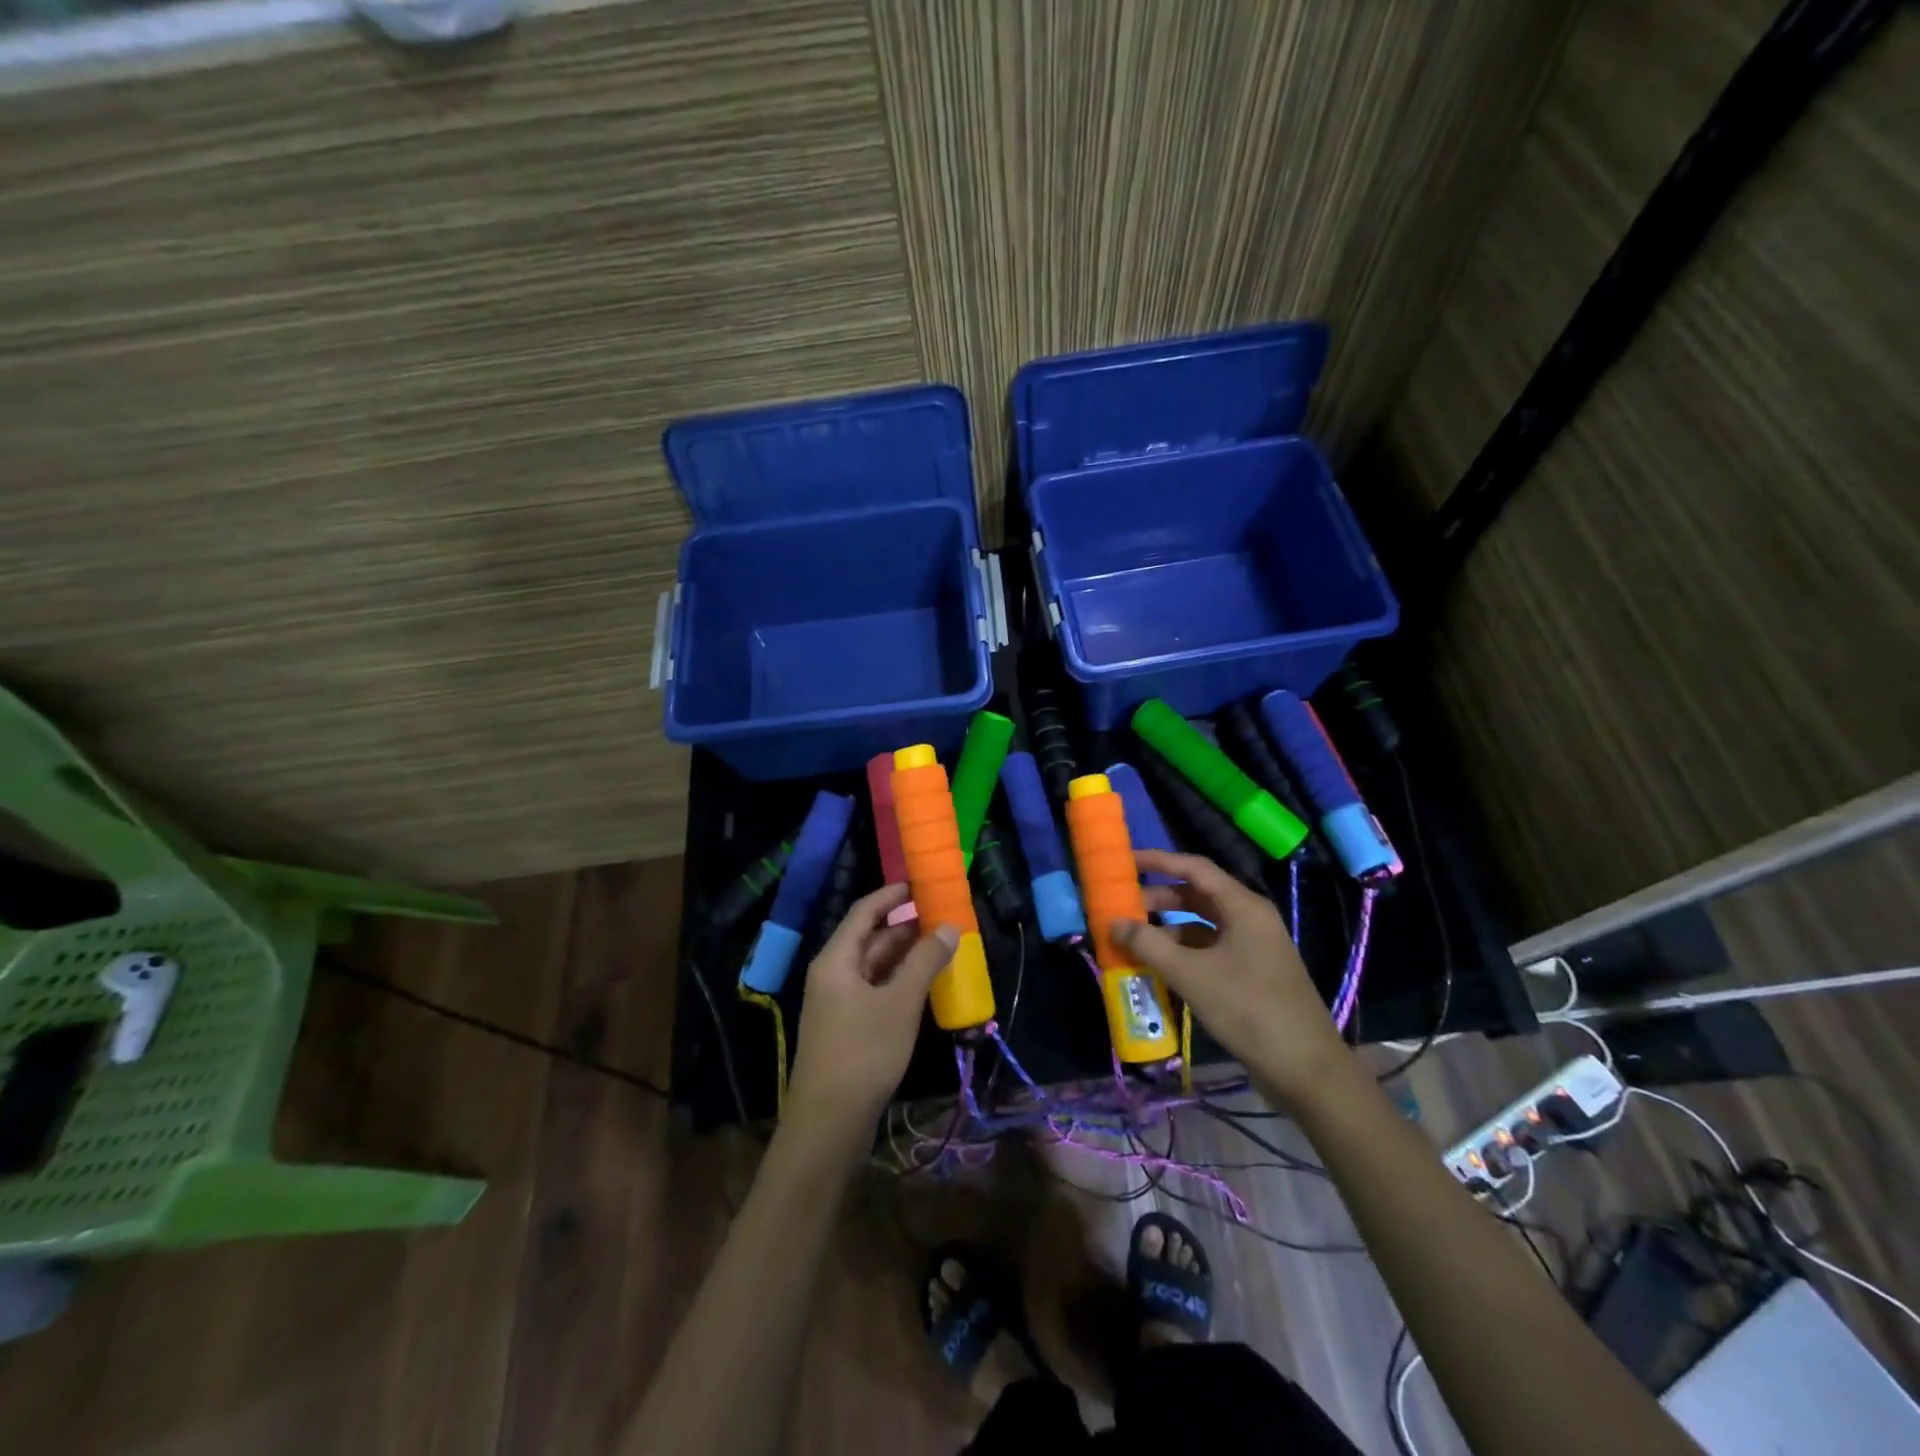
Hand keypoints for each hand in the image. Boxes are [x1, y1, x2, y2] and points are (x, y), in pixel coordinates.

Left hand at [786, 884, 955, 1141]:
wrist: (828, 1123)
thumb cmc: (863, 1052)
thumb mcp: (900, 1002)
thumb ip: (925, 961)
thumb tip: (949, 926)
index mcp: (836, 960)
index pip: (864, 912)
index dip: (892, 895)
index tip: (921, 884)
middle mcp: (833, 975)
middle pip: (870, 939)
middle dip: (906, 927)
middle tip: (944, 918)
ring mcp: (838, 1003)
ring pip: (875, 967)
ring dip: (906, 956)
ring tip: (943, 947)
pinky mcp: (847, 1028)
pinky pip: (876, 991)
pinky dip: (900, 982)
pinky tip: (926, 985)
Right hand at [1113, 850, 1349, 1104]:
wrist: (1305, 1069)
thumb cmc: (1247, 1009)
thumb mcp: (1190, 974)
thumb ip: (1148, 944)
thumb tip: (1113, 922)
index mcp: (1243, 906)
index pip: (1194, 868)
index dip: (1158, 861)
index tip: (1125, 862)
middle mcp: (1250, 918)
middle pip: (1197, 895)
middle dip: (1158, 899)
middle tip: (1122, 908)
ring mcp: (1253, 947)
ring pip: (1202, 925)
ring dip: (1168, 929)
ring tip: (1133, 940)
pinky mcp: (1252, 973)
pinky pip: (1210, 950)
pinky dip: (1183, 952)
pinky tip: (1159, 967)